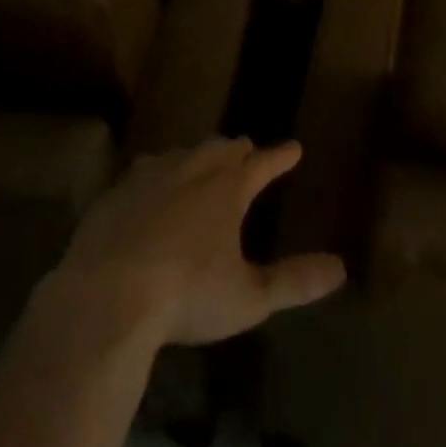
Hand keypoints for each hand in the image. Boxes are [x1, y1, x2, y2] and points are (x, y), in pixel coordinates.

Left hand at [51, 137, 345, 347]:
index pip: (262, 162)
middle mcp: (191, 171)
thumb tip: (340, 269)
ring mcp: (149, 178)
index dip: (281, 156)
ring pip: (182, 154)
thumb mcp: (249, 298)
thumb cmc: (186, 296)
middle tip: (246, 151)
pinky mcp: (114, 194)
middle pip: (221, 150)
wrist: (105, 299)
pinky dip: (157, 175)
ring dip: (198, 156)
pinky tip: (149, 187)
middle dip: (237, 151)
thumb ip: (294, 281)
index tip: (294, 147)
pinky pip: (143, 173)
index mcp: (227, 188)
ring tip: (202, 161)